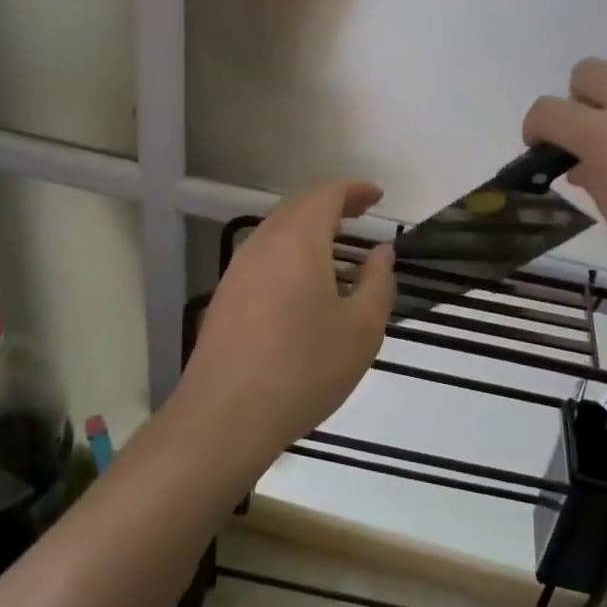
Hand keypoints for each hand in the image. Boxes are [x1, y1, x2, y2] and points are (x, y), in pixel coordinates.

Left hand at [175, 180, 395, 472]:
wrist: (225, 417)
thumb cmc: (304, 368)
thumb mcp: (361, 329)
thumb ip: (378, 283)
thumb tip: (381, 252)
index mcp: (298, 240)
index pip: (327, 194)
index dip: (355, 190)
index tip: (378, 197)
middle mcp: (263, 243)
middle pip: (299, 207)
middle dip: (332, 205)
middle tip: (360, 215)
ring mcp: (238, 269)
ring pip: (278, 231)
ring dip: (309, 229)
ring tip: (337, 248)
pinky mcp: (225, 296)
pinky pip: (264, 257)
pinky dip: (290, 253)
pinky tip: (304, 284)